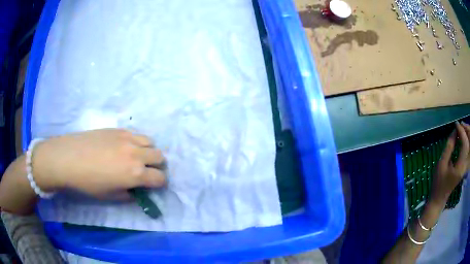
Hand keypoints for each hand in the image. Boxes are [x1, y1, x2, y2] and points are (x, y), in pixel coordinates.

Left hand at [31, 129, 165, 197]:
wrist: (68, 158)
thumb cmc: (88, 183)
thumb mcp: (111, 196)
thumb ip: (129, 194)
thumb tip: (138, 190)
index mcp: (135, 174)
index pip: (160, 177)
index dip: (160, 183)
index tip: (153, 186)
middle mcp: (136, 154)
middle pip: (160, 156)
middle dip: (157, 166)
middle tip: (146, 171)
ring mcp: (127, 138)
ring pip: (151, 142)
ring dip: (149, 151)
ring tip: (137, 157)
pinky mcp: (118, 129)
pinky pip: (136, 134)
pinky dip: (137, 142)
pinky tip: (124, 147)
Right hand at [430, 122, 469, 205]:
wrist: (439, 198)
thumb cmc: (438, 183)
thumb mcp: (441, 164)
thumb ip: (449, 146)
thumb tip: (454, 131)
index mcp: (460, 167)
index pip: (465, 144)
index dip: (461, 132)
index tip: (455, 124)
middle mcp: (465, 166)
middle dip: (466, 131)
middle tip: (460, 125)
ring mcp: (465, 166)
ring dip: (467, 135)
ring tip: (461, 129)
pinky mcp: (464, 166)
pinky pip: (468, 150)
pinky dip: (466, 141)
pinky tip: (462, 137)